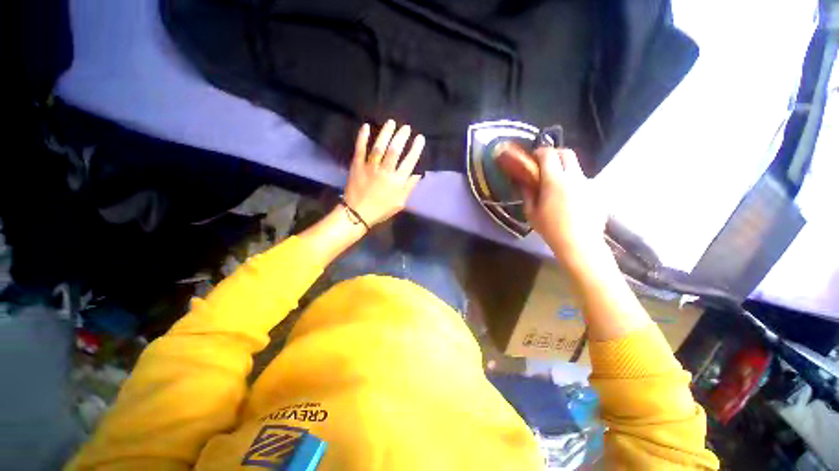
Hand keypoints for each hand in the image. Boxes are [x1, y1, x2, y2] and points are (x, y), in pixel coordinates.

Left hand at [344, 120, 424, 226]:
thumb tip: (418, 173)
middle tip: (406, 127)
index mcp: (397, 182)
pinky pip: (360, 149)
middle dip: (401, 137)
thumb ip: (409, 187)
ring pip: (379, 146)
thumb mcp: (400, 203)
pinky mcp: (357, 165)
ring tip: (391, 122)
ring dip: (385, 133)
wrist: (357, 213)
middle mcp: (385, 172)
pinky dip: (362, 137)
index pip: (409, 162)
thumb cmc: (381, 209)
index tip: (420, 138)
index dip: (415, 149)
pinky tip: (366, 126)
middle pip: (394, 150)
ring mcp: (370, 167)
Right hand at [523, 147, 606, 265]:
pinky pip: (583, 182)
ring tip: (557, 188)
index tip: (533, 157)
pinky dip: (574, 184)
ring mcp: (589, 183)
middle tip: (545, 165)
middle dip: (555, 154)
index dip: (540, 151)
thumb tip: (524, 181)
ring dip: (565, 171)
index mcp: (555, 180)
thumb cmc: (550, 229)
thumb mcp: (531, 212)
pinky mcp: (597, 192)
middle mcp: (574, 177)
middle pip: (567, 153)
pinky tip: (570, 201)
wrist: (580, 244)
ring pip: (576, 168)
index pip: (549, 154)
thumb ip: (527, 193)